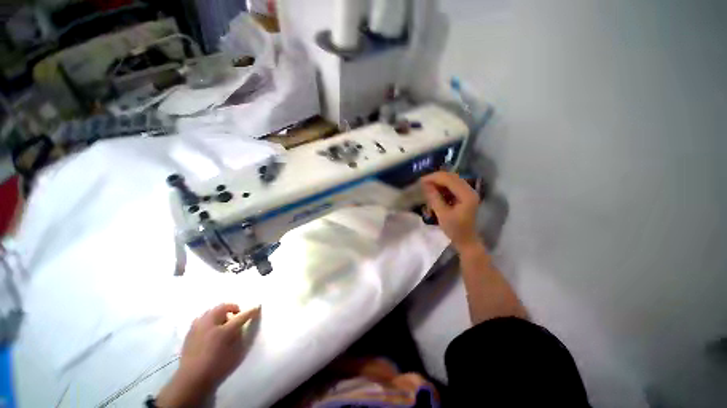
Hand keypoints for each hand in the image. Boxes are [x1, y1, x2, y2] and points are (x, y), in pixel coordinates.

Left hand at [157, 304, 260, 407]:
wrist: (192, 379)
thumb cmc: (217, 366)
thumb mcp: (235, 352)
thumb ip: (239, 335)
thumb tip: (241, 325)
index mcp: (223, 330)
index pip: (241, 316)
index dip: (250, 311)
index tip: (258, 307)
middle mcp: (209, 324)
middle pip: (223, 307)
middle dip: (231, 309)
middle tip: (236, 318)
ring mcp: (197, 326)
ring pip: (211, 311)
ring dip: (220, 314)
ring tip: (223, 324)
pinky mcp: (190, 331)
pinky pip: (203, 319)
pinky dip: (210, 320)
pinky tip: (211, 330)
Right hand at [421, 171, 481, 251]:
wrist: (467, 240)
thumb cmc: (455, 230)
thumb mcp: (442, 214)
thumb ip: (434, 198)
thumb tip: (425, 185)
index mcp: (466, 195)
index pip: (449, 179)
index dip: (434, 178)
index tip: (421, 181)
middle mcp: (470, 190)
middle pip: (451, 177)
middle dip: (436, 178)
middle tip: (423, 183)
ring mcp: (468, 192)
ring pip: (452, 180)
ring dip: (439, 182)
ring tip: (427, 187)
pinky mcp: (465, 195)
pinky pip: (453, 186)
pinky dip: (443, 187)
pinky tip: (436, 192)